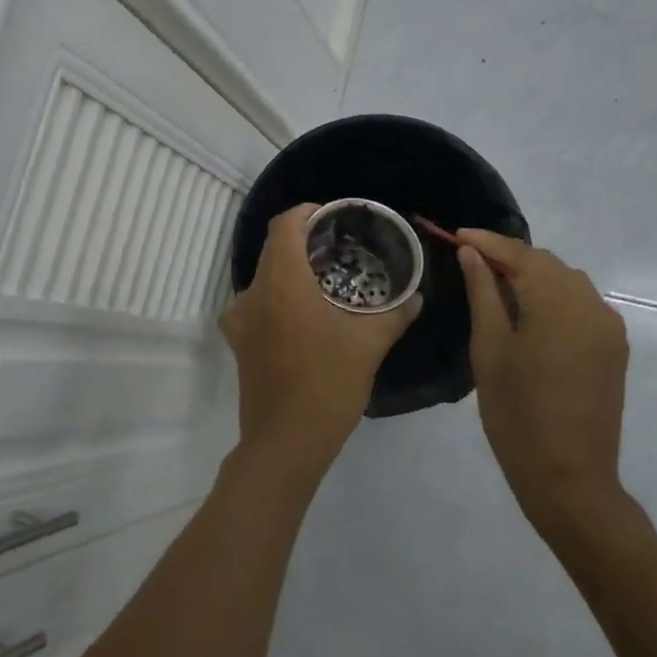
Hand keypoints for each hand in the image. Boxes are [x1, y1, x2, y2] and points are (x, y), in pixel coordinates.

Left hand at [221, 203, 421, 475]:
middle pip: (273, 248)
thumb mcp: (368, 346)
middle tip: (339, 247)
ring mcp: (240, 319)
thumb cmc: (327, 385)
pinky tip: (306, 313)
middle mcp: (252, 292)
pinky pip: (258, 302)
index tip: (333, 217)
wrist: (284, 444)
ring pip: (265, 276)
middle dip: (304, 240)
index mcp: (281, 282)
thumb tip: (417, 297)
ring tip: (326, 279)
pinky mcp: (238, 341)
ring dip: (291, 269)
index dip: (307, 212)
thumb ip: (394, 315)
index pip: (285, 224)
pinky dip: (279, 295)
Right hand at [456, 230, 629, 533]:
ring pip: (566, 282)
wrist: (569, 477)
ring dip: (532, 276)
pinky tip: (528, 312)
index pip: (520, 255)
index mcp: (558, 303)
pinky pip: (580, 305)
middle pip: (546, 263)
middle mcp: (591, 305)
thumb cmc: (517, 413)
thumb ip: (483, 293)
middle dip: (509, 257)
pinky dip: (553, 298)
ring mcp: (608, 327)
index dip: (487, 242)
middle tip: (470, 260)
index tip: (456, 234)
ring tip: (495, 285)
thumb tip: (472, 254)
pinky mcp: (614, 347)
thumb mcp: (489, 348)